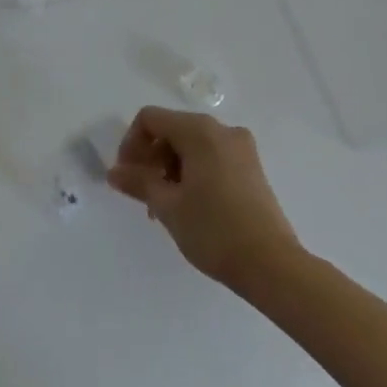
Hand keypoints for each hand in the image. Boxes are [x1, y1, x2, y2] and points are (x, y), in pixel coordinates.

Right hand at [107, 107, 300, 285]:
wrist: (273, 266)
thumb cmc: (214, 230)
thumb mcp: (167, 206)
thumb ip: (138, 182)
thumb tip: (114, 172)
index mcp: (199, 130)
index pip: (150, 119)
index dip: (131, 143)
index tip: (127, 176)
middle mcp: (222, 130)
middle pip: (172, 130)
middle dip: (151, 158)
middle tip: (143, 195)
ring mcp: (241, 149)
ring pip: (191, 145)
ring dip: (170, 169)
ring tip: (165, 207)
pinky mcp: (252, 169)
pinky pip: (211, 157)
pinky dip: (192, 173)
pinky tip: (189, 206)